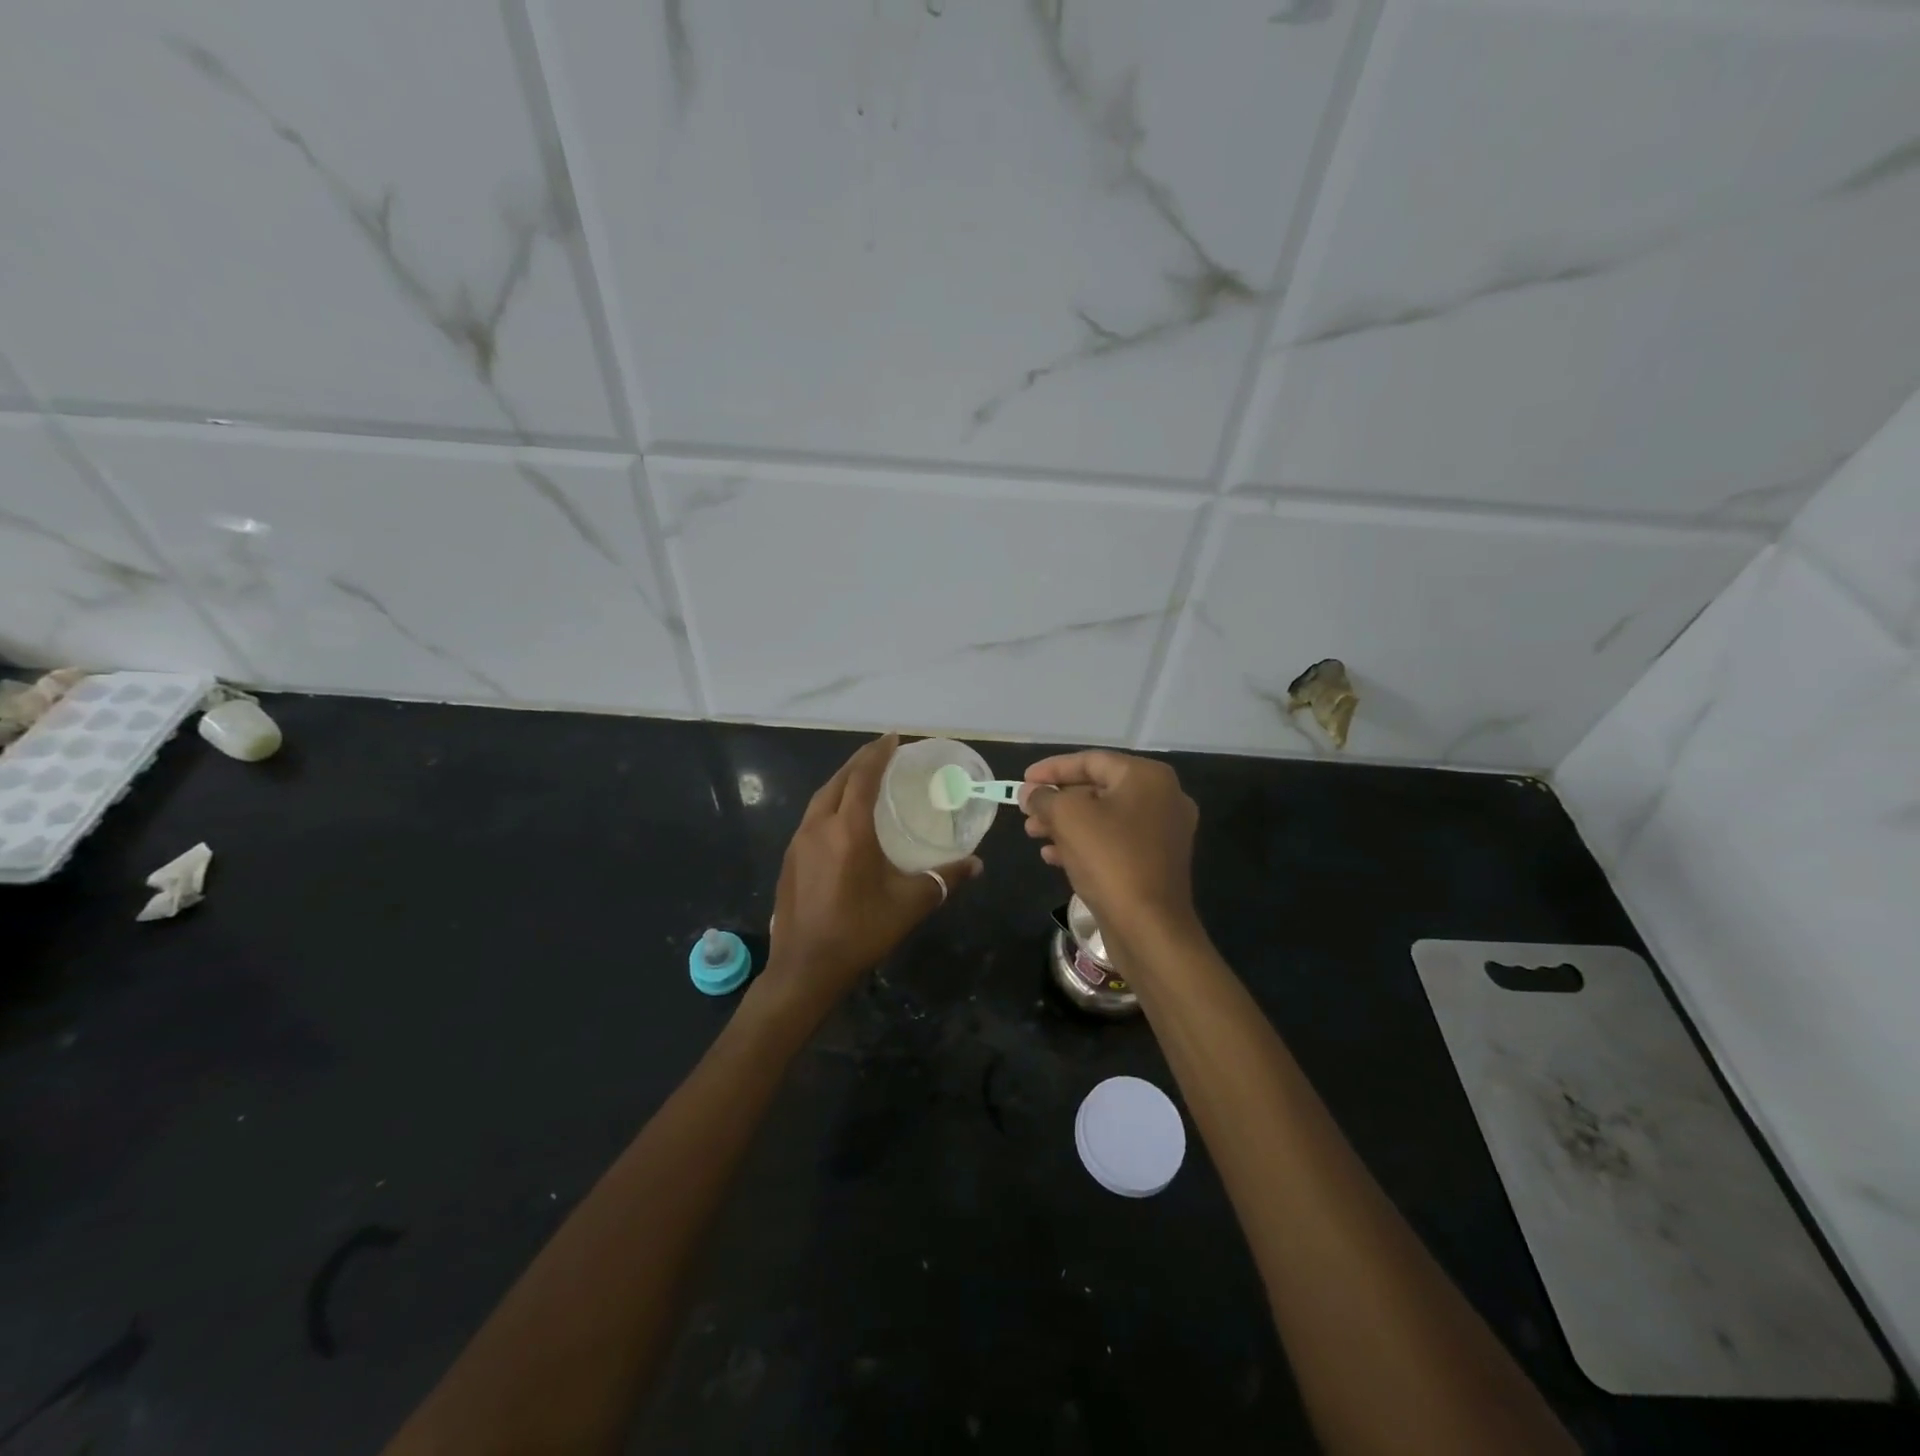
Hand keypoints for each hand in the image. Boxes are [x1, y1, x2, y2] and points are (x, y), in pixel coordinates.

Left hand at [760, 735, 981, 1018]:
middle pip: (838, 780)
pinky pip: (812, 817)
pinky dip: (830, 804)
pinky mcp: (789, 859)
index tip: (893, 738)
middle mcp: (819, 826)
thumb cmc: (861, 931)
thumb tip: (976, 864)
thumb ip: (945, 879)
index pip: (863, 777)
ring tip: (863, 779)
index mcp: (849, 830)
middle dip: (860, 762)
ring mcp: (798, 842)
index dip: (878, 754)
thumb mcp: (910, 904)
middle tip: (882, 753)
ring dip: (842, 781)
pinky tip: (841, 819)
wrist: (805, 968)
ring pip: (821, 797)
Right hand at [1020, 750, 1198, 951]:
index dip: (1052, 769)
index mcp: (1147, 777)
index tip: (1023, 781)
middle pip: (1098, 789)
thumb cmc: (1109, 859)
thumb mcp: (1068, 818)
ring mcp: (1163, 832)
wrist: (1149, 927)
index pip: (1091, 761)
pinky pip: (1115, 842)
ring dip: (1065, 824)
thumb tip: (1030, 792)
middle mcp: (1163, 798)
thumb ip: (1044, 797)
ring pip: (1104, 818)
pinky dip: (1084, 844)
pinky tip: (1053, 857)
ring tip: (1033, 834)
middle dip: (1057, 800)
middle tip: (1026, 812)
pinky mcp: (1157, 862)